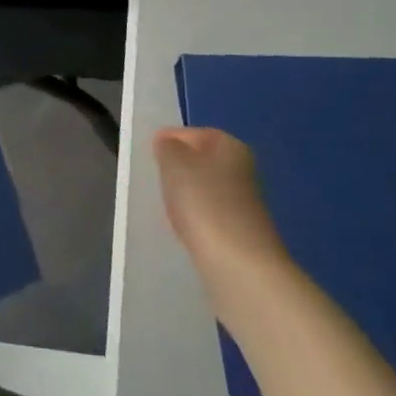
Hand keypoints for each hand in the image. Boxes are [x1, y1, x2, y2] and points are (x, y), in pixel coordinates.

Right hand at [154, 127, 289, 288]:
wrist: (239, 263)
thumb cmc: (203, 202)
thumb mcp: (174, 162)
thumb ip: (167, 146)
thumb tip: (168, 144)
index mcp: (230, 145)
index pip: (191, 133)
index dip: (168, 142)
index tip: (151, 160)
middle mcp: (242, 167)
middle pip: (199, 161)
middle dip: (177, 171)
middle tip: (159, 183)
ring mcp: (245, 200)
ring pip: (203, 188)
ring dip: (185, 196)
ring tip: (170, 209)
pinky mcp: (242, 229)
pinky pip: (209, 214)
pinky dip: (195, 218)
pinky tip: (186, 229)